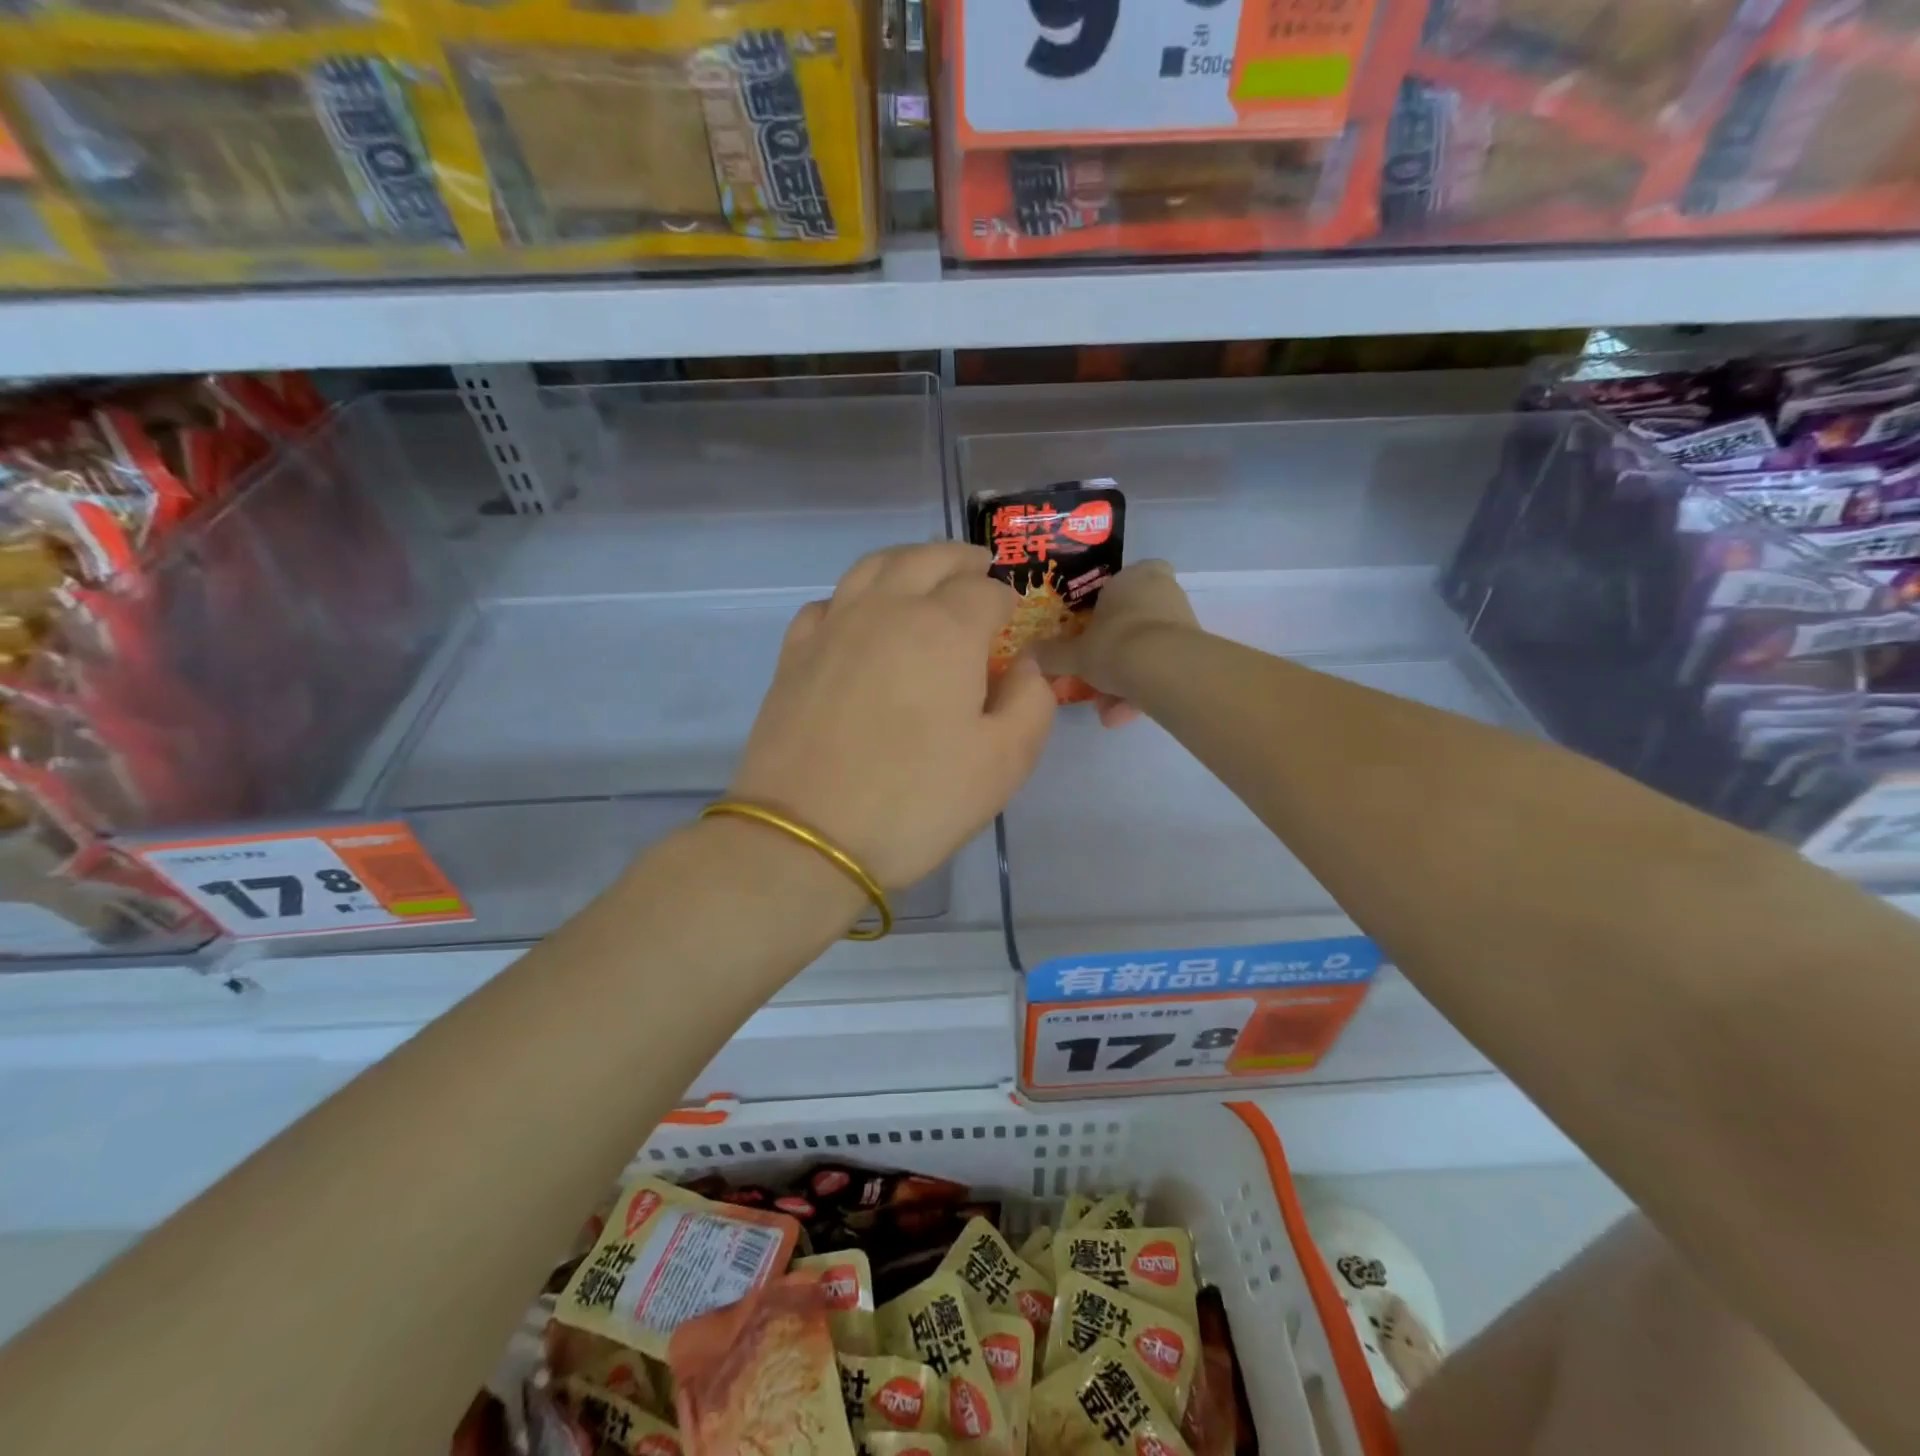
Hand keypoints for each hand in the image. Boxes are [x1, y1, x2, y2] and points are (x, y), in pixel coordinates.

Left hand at [728, 543, 1056, 889]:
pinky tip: (860, 621)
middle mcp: (887, 609)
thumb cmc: (918, 801)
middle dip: (960, 560)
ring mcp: (833, 627)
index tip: (1014, 622)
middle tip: (977, 571)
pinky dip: (853, 598)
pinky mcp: (794, 654)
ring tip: (923, 577)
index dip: (1007, 601)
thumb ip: (1031, 702)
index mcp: (945, 628)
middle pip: (927, 558)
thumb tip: (1024, 664)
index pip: (985, 590)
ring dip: (907, 562)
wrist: (809, 838)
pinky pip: (828, 603)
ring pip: (873, 567)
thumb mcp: (1005, 762)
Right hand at [1035, 560, 1198, 727]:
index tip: (1090, 632)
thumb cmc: (1114, 645)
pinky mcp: (1194, 652)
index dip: (1104, 608)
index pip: (1119, 582)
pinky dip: (1141, 691)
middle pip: (1130, 623)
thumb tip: (1026, 654)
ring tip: (1106, 712)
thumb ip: (1051, 655)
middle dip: (1111, 656)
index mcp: (1132, 577)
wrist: (1164, 670)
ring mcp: (1181, 622)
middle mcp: (1161, 591)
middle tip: (1092, 680)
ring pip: (1145, 651)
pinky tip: (1121, 718)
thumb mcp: (1073, 654)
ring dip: (1124, 682)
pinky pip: (1160, 669)